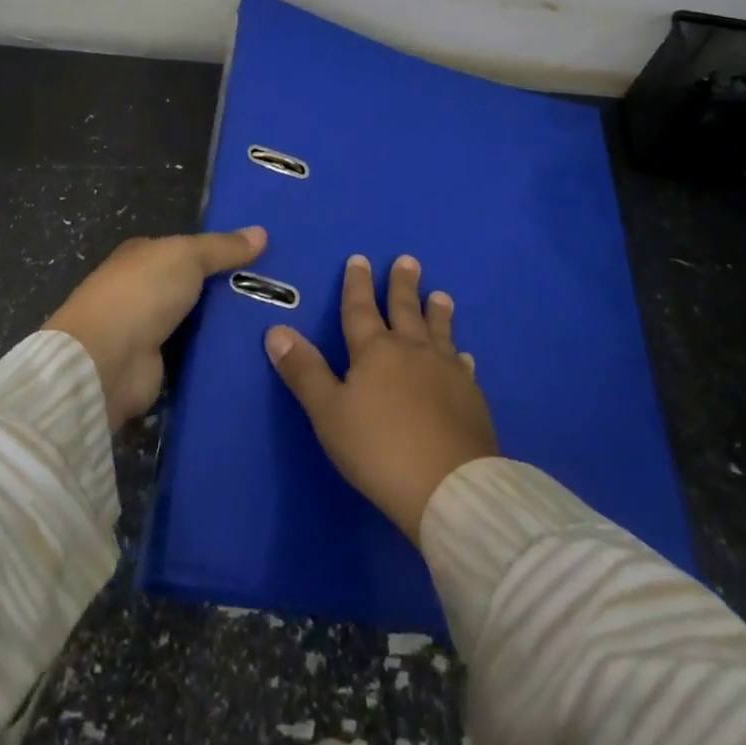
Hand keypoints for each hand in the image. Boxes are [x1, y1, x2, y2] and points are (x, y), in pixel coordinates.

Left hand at [46, 227, 266, 428]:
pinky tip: (253, 353)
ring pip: (199, 322)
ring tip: (275, 324)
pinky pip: (196, 355)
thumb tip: (262, 232)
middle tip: (281, 294)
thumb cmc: (142, 293)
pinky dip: (217, 354)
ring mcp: (149, 330)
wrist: (105, 362)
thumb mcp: (187, 256)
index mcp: (144, 256)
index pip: (189, 249)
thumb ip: (223, 247)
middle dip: (231, 290)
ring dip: (227, 325)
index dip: (223, 251)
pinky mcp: (157, 366)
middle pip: (197, 286)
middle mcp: (144, 290)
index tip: (263, 258)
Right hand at [265, 255, 496, 543]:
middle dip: (402, 285)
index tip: (360, 259)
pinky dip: (459, 356)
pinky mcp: (470, 396)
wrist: (448, 485)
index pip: (360, 309)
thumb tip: (276, 329)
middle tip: (408, 260)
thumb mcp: (329, 412)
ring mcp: (445, 370)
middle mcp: (411, 350)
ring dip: (437, 311)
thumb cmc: (379, 449)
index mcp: (374, 351)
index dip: (357, 284)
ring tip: (440, 294)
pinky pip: (462, 365)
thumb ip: (304, 371)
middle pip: (404, 310)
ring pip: (438, 331)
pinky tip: (464, 355)